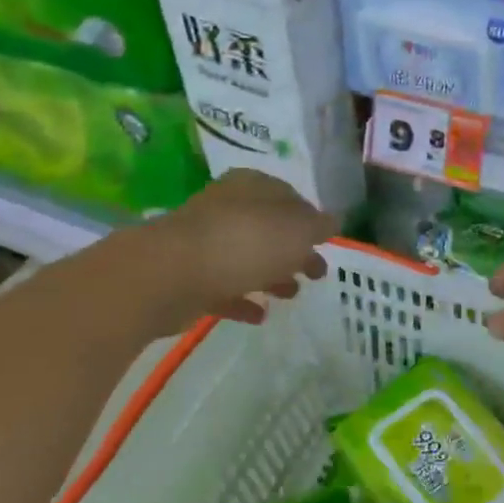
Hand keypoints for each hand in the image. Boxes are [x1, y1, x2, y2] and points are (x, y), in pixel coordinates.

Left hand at [163, 171, 336, 324]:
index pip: (288, 196)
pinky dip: (244, 299)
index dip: (309, 218)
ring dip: (272, 275)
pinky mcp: (189, 278)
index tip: (325, 241)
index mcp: (253, 187)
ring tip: (292, 295)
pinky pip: (224, 288)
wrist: (171, 275)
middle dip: (294, 250)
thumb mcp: (297, 229)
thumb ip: (318, 225)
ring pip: (247, 258)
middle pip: (269, 228)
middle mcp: (227, 208)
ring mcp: (205, 243)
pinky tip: (261, 315)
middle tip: (318, 273)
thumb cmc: (244, 242)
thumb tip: (333, 221)